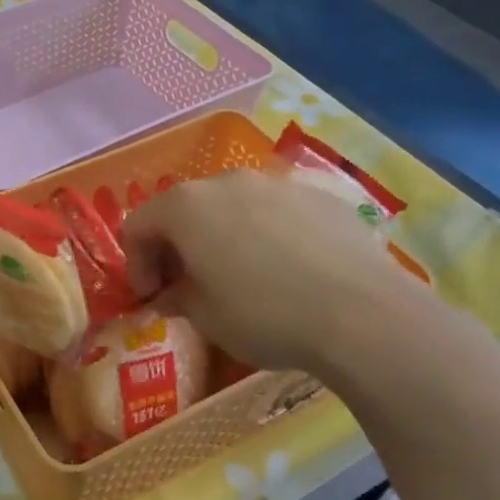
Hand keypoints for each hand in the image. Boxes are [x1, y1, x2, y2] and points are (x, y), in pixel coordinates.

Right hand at [121, 166, 423, 376]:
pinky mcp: (320, 195)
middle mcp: (226, 182)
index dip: (136, 263)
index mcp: (185, 206)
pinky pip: (277, 211)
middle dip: (177, 247)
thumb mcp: (205, 317)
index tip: (152, 297)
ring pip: (232, 206)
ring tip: (241, 276)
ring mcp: (277, 183)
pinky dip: (267, 234)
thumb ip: (177, 298)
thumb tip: (171, 294)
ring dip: (221, 237)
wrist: (363, 314)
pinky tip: (288, 270)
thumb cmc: (264, 315)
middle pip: (183, 209)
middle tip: (188, 286)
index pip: (138, 225)